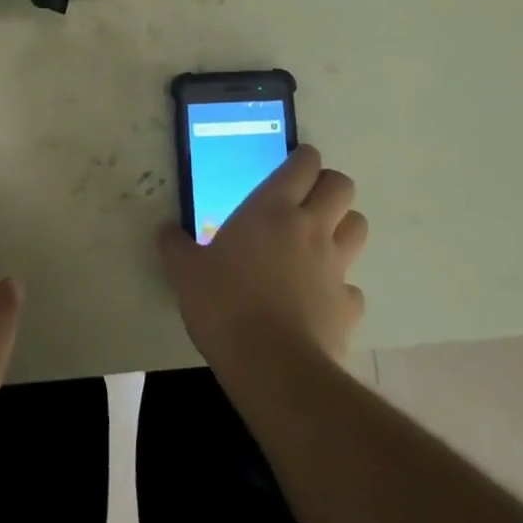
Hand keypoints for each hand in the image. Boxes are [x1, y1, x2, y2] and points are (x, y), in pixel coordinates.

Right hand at [161, 145, 367, 372]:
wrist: (271, 364)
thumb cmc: (223, 303)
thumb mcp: (185, 272)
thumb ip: (175, 246)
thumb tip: (164, 230)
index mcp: (272, 209)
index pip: (303, 164)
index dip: (303, 158)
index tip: (294, 163)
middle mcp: (310, 228)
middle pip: (342, 186)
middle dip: (329, 186)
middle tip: (307, 199)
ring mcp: (335, 266)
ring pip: (358, 227)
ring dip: (343, 227)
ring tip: (319, 241)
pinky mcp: (349, 305)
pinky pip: (352, 286)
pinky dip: (340, 287)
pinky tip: (319, 299)